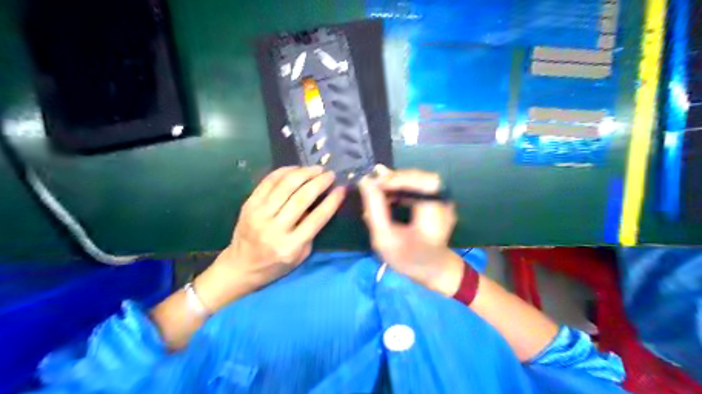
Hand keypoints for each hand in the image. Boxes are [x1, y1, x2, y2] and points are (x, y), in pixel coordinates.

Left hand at [199, 164, 346, 309]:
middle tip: (330, 174)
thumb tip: (321, 202)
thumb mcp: (300, 255)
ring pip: (285, 186)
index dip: (332, 201)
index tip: (342, 188)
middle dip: (319, 182)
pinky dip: (284, 171)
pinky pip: (268, 182)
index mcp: (291, 246)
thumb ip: (311, 231)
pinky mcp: (248, 205)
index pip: (317, 218)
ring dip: (304, 173)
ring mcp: (259, 214)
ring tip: (316, 169)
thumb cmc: (276, 265)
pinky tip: (296, 169)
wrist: (240, 266)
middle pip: (301, 198)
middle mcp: (274, 228)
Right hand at [358, 165, 463, 296]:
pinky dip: (401, 188)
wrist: (433, 269)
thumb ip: (375, 210)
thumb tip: (365, 181)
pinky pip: (419, 185)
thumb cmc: (409, 259)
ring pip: (417, 179)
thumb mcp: (385, 239)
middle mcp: (443, 201)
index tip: (370, 184)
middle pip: (418, 176)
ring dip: (395, 183)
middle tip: (371, 187)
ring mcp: (443, 199)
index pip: (418, 181)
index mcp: (434, 212)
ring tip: (376, 193)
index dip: (394, 178)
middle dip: (393, 179)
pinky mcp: (437, 199)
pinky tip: (388, 197)